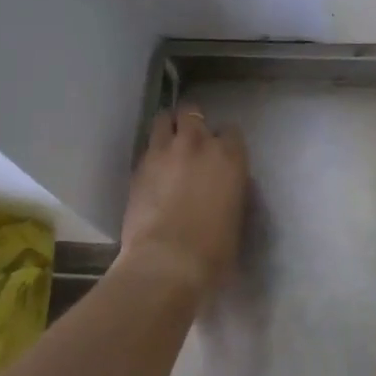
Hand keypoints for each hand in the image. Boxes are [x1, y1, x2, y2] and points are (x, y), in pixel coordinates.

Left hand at [118, 108, 247, 296]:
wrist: (167, 262)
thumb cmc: (214, 250)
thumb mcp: (237, 217)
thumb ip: (231, 190)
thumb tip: (225, 187)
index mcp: (229, 156)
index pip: (231, 131)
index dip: (224, 141)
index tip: (221, 154)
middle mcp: (198, 143)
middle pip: (193, 112)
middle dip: (192, 122)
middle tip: (192, 142)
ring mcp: (164, 151)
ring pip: (164, 119)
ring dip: (168, 128)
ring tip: (168, 144)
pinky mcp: (139, 165)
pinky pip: (147, 146)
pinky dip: (151, 152)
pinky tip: (152, 169)